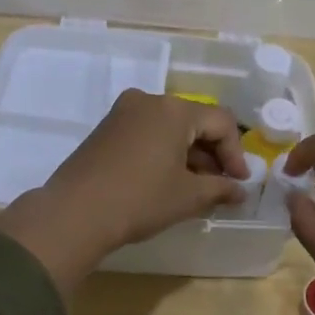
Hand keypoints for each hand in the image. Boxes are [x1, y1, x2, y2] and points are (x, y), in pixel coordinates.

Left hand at [0, 90, 249, 295]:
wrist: (75, 213)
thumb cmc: (141, 199)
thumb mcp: (188, 196)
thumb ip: (220, 188)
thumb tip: (240, 191)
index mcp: (174, 109)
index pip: (221, 122)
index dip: (235, 153)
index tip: (239, 182)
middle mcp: (149, 100)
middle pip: (195, 121)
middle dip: (212, 153)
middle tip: (221, 185)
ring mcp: (123, 112)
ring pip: (170, 127)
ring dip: (189, 154)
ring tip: (197, 187)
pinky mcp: (106, 128)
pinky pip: (148, 132)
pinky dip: (164, 151)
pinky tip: (168, 180)